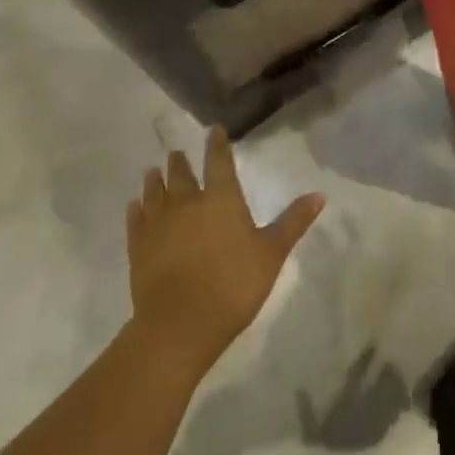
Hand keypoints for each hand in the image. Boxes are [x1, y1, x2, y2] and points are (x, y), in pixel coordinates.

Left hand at [127, 127, 324, 366]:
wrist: (179, 325)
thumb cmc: (232, 285)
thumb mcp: (271, 254)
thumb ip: (293, 222)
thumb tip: (320, 194)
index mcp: (221, 199)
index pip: (219, 162)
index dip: (217, 145)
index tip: (214, 130)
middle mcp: (187, 203)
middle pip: (182, 175)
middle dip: (180, 162)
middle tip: (176, 152)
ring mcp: (159, 225)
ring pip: (155, 193)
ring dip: (155, 181)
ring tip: (152, 170)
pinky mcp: (139, 249)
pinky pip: (136, 221)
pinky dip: (136, 210)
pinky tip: (134, 206)